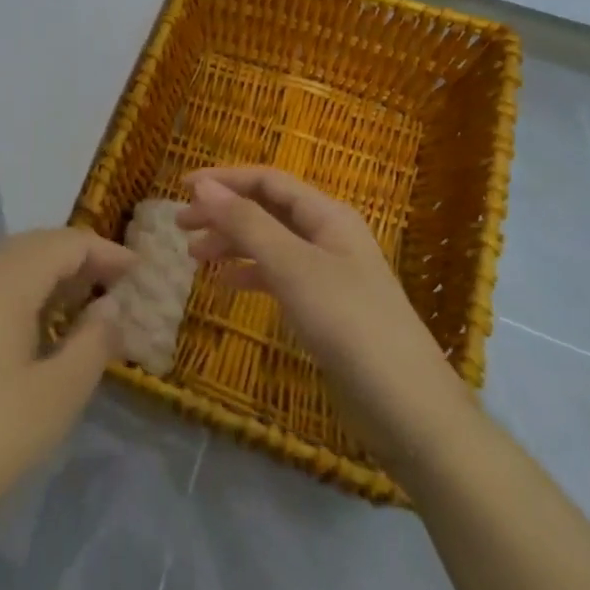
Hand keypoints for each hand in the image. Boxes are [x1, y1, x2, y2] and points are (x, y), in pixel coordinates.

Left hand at [0, 228, 135, 563]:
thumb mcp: (55, 399)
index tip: (138, 271)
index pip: (65, 243)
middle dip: (75, 260)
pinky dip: (12, 292)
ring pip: (3, 264)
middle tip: (111, 287)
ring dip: (43, 275)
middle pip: (32, 246)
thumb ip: (92, 344)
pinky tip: (23, 329)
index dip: (105, 251)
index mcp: (4, 279)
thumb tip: (110, 306)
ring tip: (74, 307)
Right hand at [177, 166, 472, 470]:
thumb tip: (204, 187)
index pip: (267, 181)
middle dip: (222, 213)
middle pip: (266, 209)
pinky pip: (278, 276)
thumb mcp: (292, 267)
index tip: (182, 189)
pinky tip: (224, 284)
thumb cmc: (349, 324)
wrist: (409, 409)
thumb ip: (247, 223)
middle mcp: (327, 236)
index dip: (224, 180)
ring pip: (269, 243)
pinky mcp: (325, 308)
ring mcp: (328, 273)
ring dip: (231, 243)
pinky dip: (249, 274)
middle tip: (180, 227)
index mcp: (327, 215)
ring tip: (194, 257)